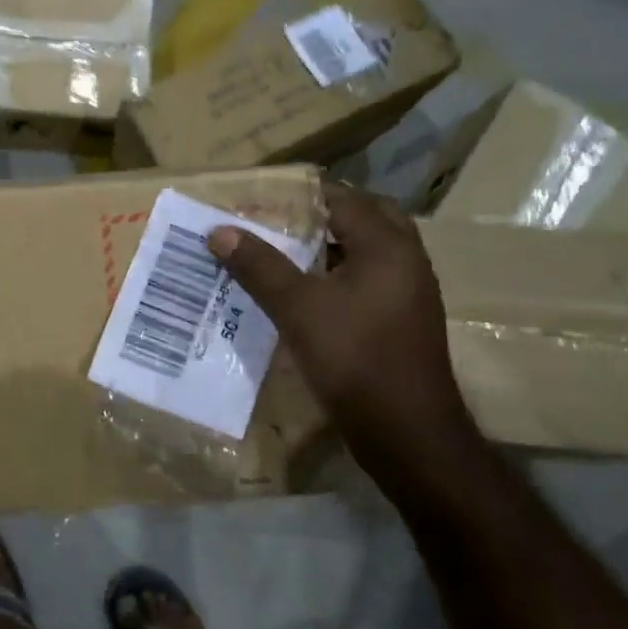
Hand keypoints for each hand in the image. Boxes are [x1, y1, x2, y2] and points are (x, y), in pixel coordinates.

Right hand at [208, 184, 474, 474]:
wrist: (406, 433)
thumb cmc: (354, 358)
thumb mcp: (297, 308)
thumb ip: (259, 266)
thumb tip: (219, 232)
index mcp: (387, 246)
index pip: (344, 199)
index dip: (302, 195)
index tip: (262, 197)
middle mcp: (405, 261)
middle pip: (364, 220)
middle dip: (322, 216)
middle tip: (277, 220)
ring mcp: (408, 294)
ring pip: (366, 253)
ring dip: (329, 247)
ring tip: (282, 251)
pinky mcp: (402, 322)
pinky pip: (368, 282)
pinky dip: (338, 277)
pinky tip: (303, 293)